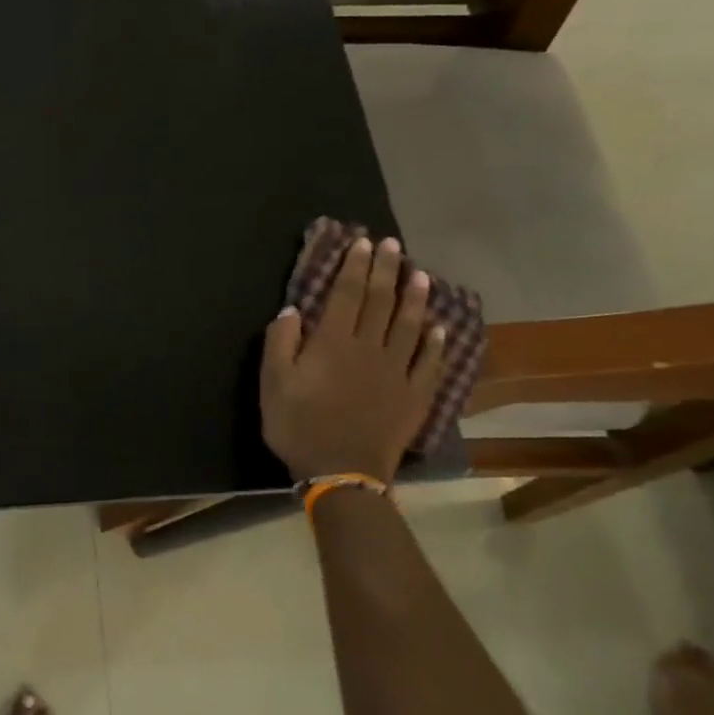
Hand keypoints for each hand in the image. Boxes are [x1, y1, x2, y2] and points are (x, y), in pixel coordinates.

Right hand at [260, 236, 446, 481]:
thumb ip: (280, 343)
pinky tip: (440, 327)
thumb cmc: (299, 425)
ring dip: (415, 298)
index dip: (355, 266)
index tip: (363, 242)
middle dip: (386, 270)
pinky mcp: (415, 395)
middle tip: (393, 245)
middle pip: (381, 302)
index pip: (347, 294)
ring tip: (421, 274)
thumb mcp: (273, 384)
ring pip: (410, 326)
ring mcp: (397, 372)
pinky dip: (436, 342)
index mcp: (333, 343)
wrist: (343, 472)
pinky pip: (430, 362)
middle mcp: (370, 348)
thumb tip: (293, 310)